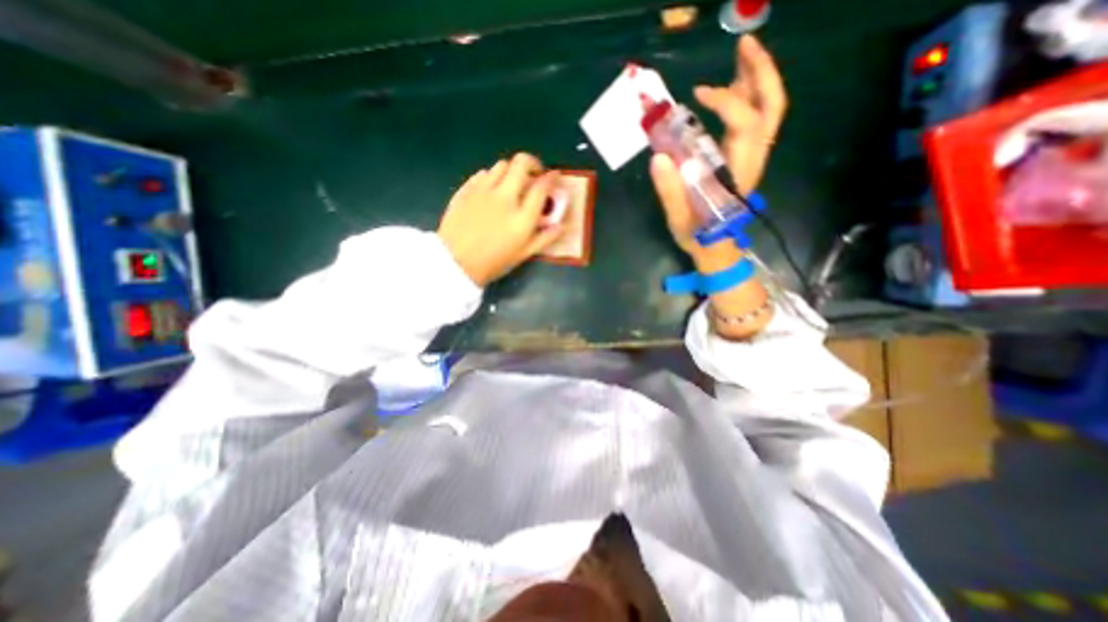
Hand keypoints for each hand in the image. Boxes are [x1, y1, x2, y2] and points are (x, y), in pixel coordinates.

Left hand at [440, 153, 565, 286]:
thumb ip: (544, 238)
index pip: (541, 187)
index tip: (554, 177)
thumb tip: (561, 226)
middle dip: (532, 163)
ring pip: (501, 165)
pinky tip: (491, 190)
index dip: (551, 178)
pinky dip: (491, 177)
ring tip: (511, 184)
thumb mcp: (523, 255)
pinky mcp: (466, 190)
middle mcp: (504, 198)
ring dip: (511, 171)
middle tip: (533, 174)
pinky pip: (482, 174)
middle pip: (521, 163)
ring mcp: (483, 191)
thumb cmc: (493, 263)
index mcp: (522, 217)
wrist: (454, 264)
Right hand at [652, 33, 787, 262]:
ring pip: (767, 111)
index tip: (697, 94)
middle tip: (744, 44)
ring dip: (757, 79)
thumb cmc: (698, 235)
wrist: (716, 247)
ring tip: (741, 54)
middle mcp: (751, 158)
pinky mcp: (743, 159)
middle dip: (761, 72)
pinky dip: (747, 98)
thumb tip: (658, 157)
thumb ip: (669, 191)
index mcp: (737, 171)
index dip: (727, 102)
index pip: (744, 124)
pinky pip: (754, 121)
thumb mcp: (679, 217)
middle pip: (770, 108)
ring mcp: (750, 157)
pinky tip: (733, 86)